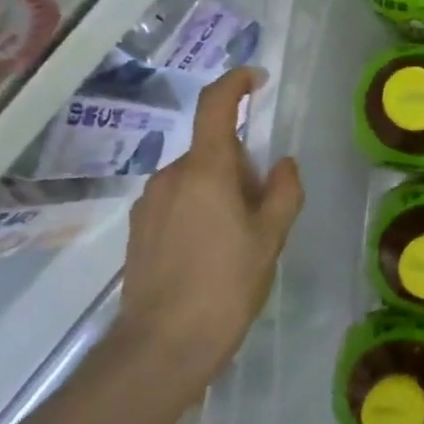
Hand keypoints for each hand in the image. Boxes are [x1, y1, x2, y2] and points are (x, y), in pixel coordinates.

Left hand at [116, 67, 302, 402]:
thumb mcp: (271, 238)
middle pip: (212, 150)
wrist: (163, 344)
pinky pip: (177, 201)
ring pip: (194, 178)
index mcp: (206, 170)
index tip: (256, 79)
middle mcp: (170, 175)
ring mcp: (149, 203)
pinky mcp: (139, 229)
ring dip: (220, 190)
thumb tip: (282, 164)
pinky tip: (210, 252)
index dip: (236, 83)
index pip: (216, 106)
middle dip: (241, 163)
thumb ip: (284, 192)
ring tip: (239, 238)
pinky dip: (199, 209)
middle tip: (265, 206)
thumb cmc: (226, 285)